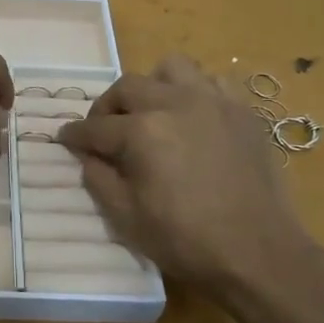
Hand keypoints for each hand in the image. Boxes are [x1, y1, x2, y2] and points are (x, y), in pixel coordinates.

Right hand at [56, 54, 314, 296]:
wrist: (259, 254)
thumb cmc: (186, 241)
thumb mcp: (127, 218)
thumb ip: (99, 179)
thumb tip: (88, 155)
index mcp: (142, 131)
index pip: (95, 127)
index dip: (75, 135)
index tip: (64, 138)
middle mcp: (174, 103)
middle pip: (127, 87)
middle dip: (107, 107)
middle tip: (104, 131)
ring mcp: (212, 102)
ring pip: (171, 69)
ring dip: (153, 86)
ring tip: (153, 113)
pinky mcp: (242, 111)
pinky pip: (213, 82)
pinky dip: (197, 92)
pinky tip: (194, 117)